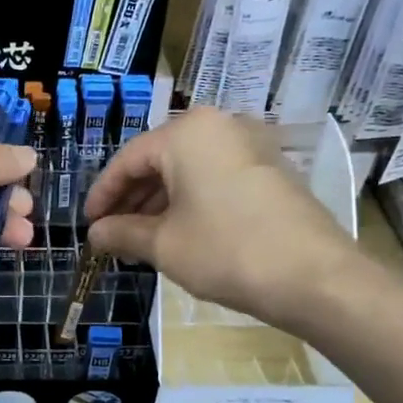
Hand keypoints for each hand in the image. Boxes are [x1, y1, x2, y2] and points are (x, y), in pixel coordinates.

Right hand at [83, 107, 352, 322]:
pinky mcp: (270, 169)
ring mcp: (250, 145)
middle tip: (113, 234)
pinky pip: (215, 177)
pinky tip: (179, 233)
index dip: (103, 194)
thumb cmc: (226, 251)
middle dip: (132, 199)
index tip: (89, 224)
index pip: (128, 159)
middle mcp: (220, 125)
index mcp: (187, 133)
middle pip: (159, 160)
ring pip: (189, 169)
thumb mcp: (164, 244)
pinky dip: (191, 201)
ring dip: (160, 203)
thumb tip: (95, 234)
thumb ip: (122, 233)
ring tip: (141, 239)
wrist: (314, 276)